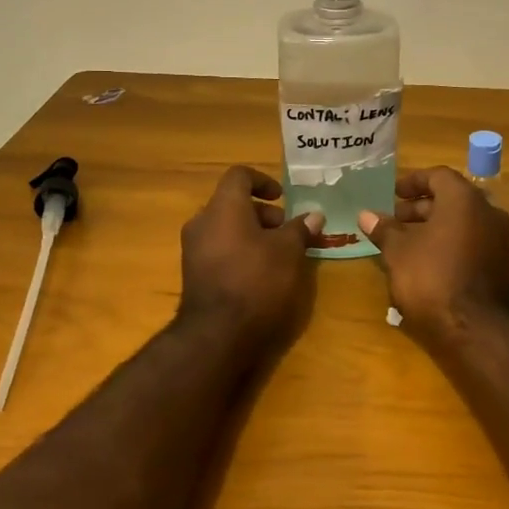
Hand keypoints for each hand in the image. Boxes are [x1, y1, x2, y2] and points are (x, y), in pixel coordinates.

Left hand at [177, 166, 322, 358]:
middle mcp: (202, 221)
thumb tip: (314, 215)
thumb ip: (300, 229)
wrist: (217, 333)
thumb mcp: (289, 252)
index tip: (282, 198)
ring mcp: (193, 249)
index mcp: (223, 207)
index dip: (263, 181)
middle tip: (287, 232)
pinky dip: (239, 251)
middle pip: (232, 203)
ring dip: (252, 234)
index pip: (239, 175)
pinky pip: (219, 249)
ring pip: (225, 228)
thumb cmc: (257, 280)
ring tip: (278, 255)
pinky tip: (259, 273)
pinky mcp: (193, 273)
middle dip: (263, 214)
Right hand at [360, 168, 508, 352]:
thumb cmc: (432, 278)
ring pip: (461, 222)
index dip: (413, 182)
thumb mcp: (399, 252)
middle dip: (420, 207)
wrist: (475, 329)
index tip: (392, 193)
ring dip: (433, 226)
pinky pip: (470, 241)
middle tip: (394, 219)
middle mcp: (487, 212)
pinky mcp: (499, 264)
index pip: (438, 176)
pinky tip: (425, 261)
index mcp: (464, 199)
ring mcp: (498, 239)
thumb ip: (384, 229)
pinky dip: (448, 242)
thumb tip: (366, 214)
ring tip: (404, 242)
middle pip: (451, 198)